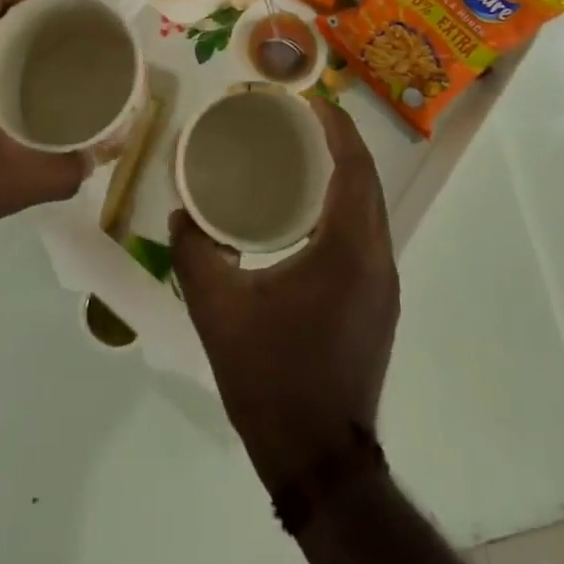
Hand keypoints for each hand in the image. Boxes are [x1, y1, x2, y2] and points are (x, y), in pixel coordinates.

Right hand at [171, 99, 399, 494]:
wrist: (320, 462)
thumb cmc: (272, 378)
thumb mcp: (218, 312)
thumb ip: (194, 254)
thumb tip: (180, 213)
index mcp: (348, 249)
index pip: (354, 168)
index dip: (338, 128)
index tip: (313, 101)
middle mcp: (377, 258)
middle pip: (368, 182)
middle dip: (342, 144)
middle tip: (303, 120)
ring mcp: (384, 285)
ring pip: (372, 209)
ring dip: (347, 175)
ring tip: (306, 156)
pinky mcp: (379, 305)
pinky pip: (368, 234)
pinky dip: (347, 207)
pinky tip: (312, 214)